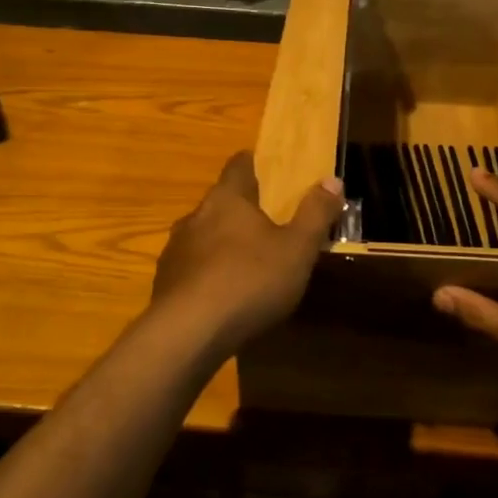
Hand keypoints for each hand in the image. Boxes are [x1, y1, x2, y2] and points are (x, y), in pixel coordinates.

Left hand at [149, 152, 342, 352]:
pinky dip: (208, 274)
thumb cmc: (249, 281)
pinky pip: (192, 268)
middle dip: (243, 210)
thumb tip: (332, 180)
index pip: (238, 165)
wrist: (187, 334)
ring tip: (248, 264)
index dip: (254, 164)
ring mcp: (175, 250)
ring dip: (224, 244)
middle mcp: (195, 216)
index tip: (269, 171)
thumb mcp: (297, 249)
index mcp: (227, 199)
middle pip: (221, 202)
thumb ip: (315, 214)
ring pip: (204, 236)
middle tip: (270, 225)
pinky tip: (224, 296)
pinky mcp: (164, 283)